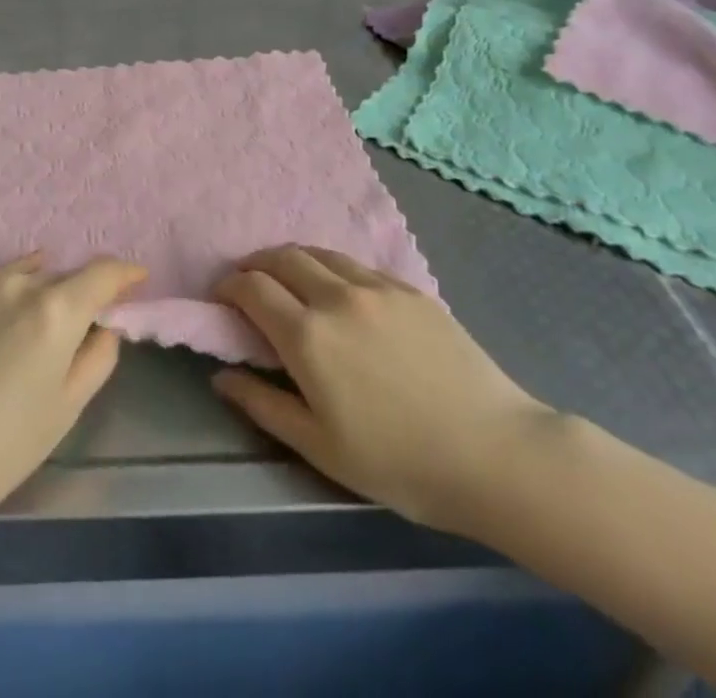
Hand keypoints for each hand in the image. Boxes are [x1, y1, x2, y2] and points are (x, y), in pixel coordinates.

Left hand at [0, 254, 146, 536]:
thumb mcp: (65, 410)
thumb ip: (96, 358)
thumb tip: (104, 328)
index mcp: (55, 309)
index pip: (102, 273)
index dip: (125, 274)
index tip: (139, 280)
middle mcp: (20, 284)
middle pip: (67, 276)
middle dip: (87, 291)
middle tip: (97, 318)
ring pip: (32, 276)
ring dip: (51, 290)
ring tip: (55, 319)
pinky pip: (3, 283)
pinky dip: (21, 288)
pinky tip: (20, 308)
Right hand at [213, 245, 550, 536]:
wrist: (493, 453)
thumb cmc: (399, 462)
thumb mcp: (320, 447)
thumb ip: (263, 405)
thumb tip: (221, 377)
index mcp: (307, 336)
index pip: (253, 289)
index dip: (229, 286)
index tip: (221, 296)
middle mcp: (336, 297)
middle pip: (282, 258)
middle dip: (256, 264)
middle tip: (248, 281)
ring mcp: (376, 287)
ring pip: (320, 253)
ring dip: (292, 259)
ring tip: (287, 278)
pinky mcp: (409, 289)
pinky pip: (356, 264)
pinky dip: (331, 267)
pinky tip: (338, 288)